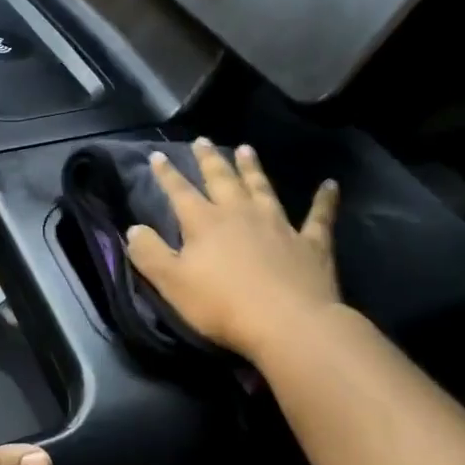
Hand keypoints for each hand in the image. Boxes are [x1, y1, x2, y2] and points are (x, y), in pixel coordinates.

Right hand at [126, 139, 341, 362]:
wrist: (289, 323)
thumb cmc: (223, 306)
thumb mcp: (172, 283)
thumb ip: (149, 254)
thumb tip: (133, 229)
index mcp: (205, 223)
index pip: (180, 192)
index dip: (167, 174)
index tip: (158, 155)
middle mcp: (240, 214)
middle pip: (222, 180)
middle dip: (209, 160)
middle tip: (202, 141)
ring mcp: (279, 225)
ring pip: (262, 188)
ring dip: (253, 169)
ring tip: (246, 149)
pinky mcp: (311, 243)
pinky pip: (319, 216)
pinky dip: (324, 200)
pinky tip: (330, 185)